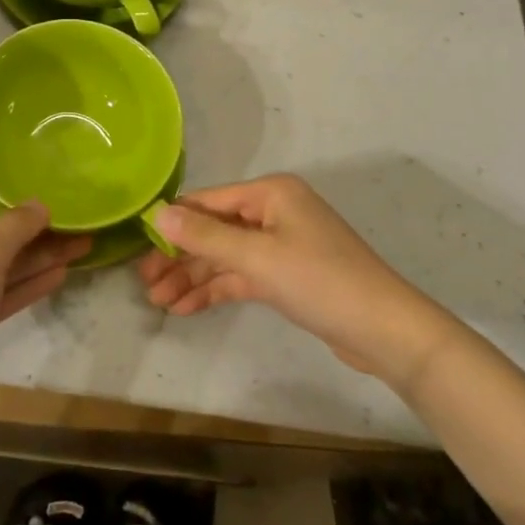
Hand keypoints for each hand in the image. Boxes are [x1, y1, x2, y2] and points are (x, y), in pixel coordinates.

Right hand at [139, 173, 420, 371]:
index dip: (172, 224)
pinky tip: (187, 308)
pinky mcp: (286, 275)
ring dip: (193, 277)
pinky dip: (216, 289)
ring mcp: (281, 243)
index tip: (139, 248)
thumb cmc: (320, 281)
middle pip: (214, 229)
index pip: (207, 202)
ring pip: (225, 255)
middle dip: (179, 257)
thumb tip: (157, 214)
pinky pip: (241, 275)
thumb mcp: (258, 257)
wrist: (385, 331)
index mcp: (270, 193)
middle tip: (145, 284)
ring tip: (159, 302)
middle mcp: (273, 211)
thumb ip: (205, 236)